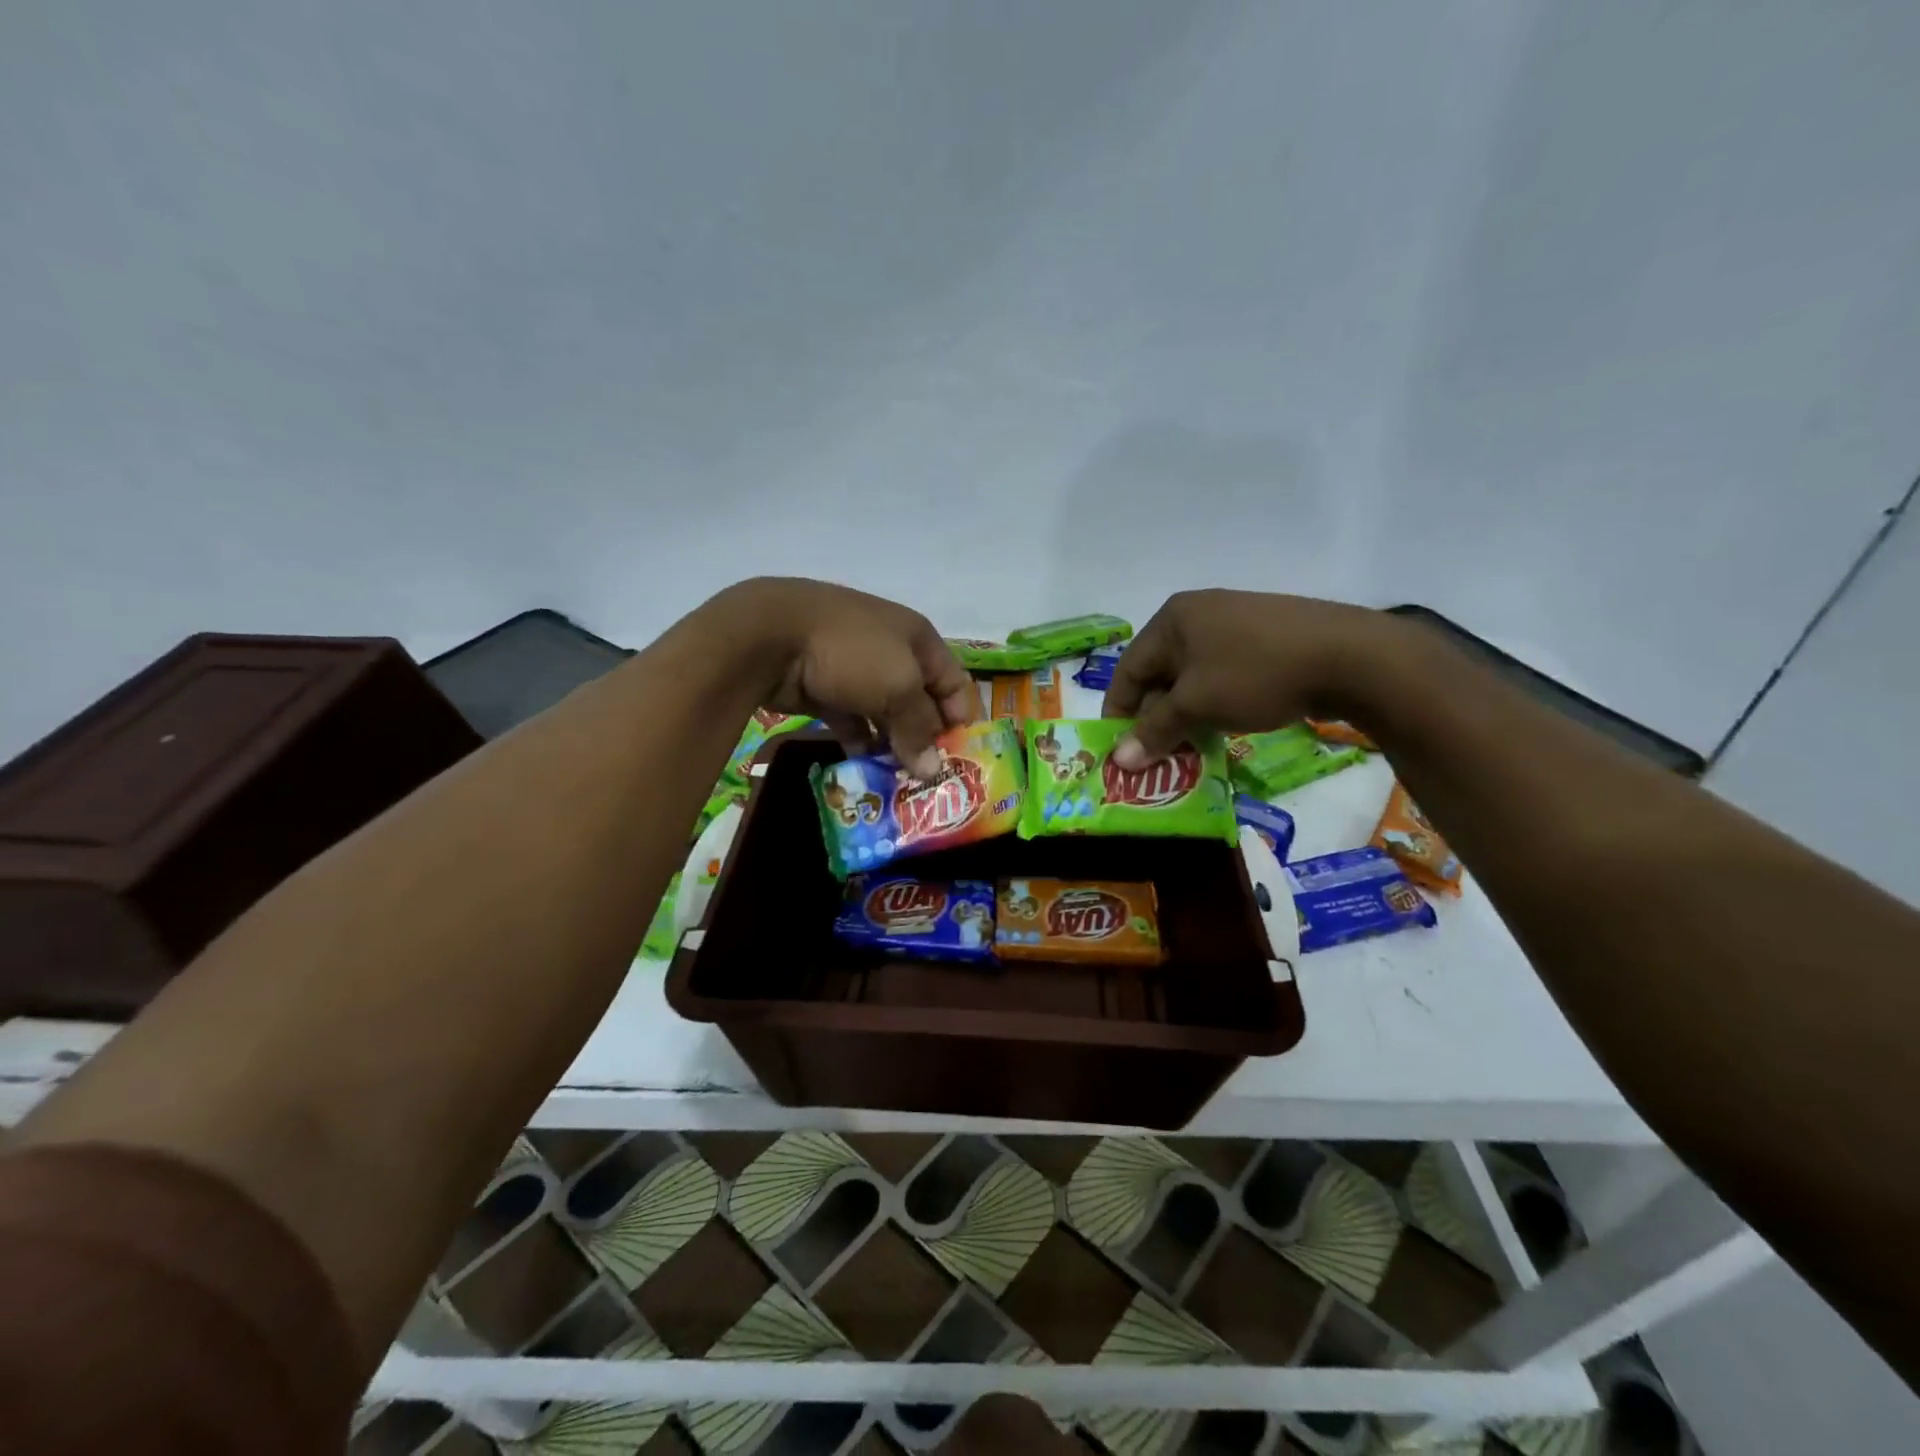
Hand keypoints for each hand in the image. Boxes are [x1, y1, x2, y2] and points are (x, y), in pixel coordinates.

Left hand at [711, 578, 975, 778]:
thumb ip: (918, 730)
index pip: (954, 682)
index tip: (961, 759)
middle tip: (930, 778)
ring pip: (885, 714)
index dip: (961, 719)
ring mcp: (856, 671)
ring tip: (900, 781)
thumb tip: (933, 770)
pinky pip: (853, 721)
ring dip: (893, 745)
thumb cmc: (852, 652)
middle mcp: (892, 653)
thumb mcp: (898, 688)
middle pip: (920, 701)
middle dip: (926, 738)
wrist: (770, 635)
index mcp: (918, 639)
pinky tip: (865, 767)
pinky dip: (861, 742)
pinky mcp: (826, 690)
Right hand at [1101, 589, 1403, 768]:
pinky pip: (1223, 673)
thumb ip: (1155, 731)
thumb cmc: (1256, 674)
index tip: (1119, 749)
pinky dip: (1214, 702)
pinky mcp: (1266, 636)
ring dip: (1185, 714)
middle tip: (1157, 754)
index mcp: (1173, 619)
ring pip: (1193, 676)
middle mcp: (1199, 613)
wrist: (1350, 657)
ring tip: (1190, 747)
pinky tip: (1224, 727)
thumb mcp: (1197, 705)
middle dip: (1156, 716)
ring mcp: (1236, 622)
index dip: (1119, 712)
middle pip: (1160, 672)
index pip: (1129, 669)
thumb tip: (1119, 761)